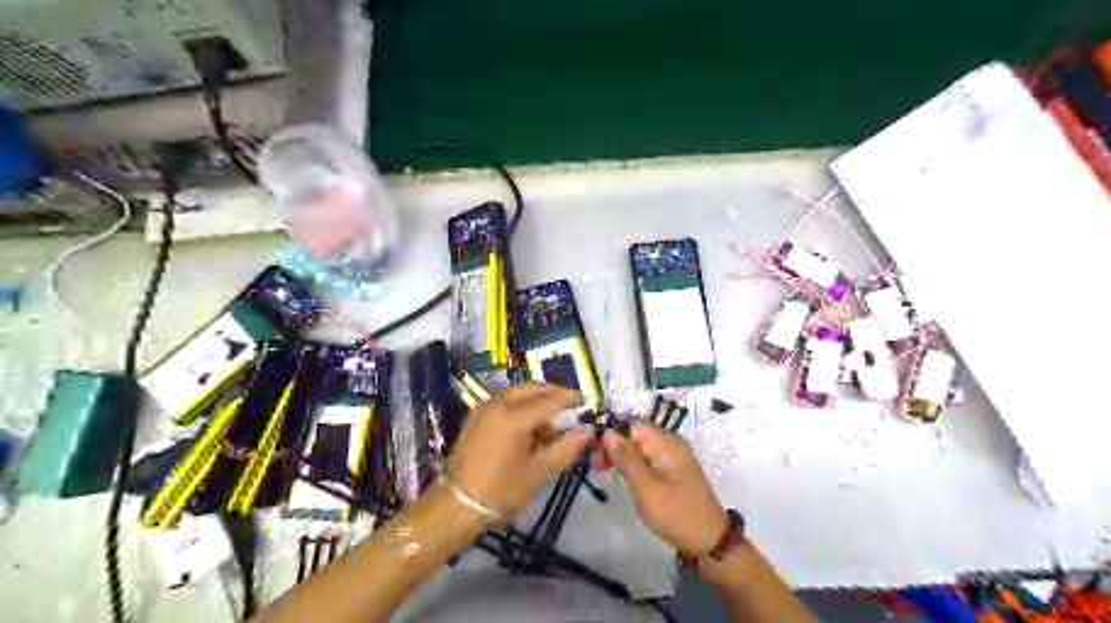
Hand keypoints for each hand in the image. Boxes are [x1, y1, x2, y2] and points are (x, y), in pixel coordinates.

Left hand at [446, 385, 594, 516]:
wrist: (456, 504)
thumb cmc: (501, 491)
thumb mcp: (539, 472)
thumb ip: (565, 448)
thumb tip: (586, 433)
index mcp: (514, 418)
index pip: (550, 400)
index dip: (570, 398)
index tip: (585, 400)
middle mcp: (499, 404)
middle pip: (533, 389)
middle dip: (554, 395)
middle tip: (570, 408)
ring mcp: (485, 407)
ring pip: (519, 393)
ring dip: (538, 402)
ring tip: (549, 428)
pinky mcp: (477, 415)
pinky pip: (506, 401)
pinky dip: (522, 406)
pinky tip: (529, 428)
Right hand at [599, 420, 729, 556]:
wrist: (709, 542)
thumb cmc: (676, 514)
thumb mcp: (646, 487)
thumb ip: (626, 458)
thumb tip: (607, 432)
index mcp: (666, 442)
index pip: (632, 425)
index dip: (611, 434)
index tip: (595, 454)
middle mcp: (671, 443)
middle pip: (636, 433)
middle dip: (615, 445)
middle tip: (597, 466)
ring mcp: (673, 456)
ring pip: (640, 446)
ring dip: (622, 455)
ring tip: (605, 471)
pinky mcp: (673, 470)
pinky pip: (648, 457)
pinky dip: (634, 464)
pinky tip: (624, 476)